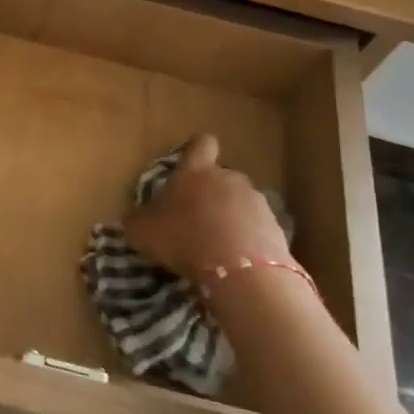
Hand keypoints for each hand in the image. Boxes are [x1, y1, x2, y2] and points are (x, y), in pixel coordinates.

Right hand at [122, 134, 290, 279]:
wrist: (240, 269)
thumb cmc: (184, 238)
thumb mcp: (143, 231)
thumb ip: (138, 219)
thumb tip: (137, 218)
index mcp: (196, 171)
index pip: (201, 143)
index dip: (196, 152)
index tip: (188, 168)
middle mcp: (228, 177)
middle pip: (220, 177)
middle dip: (211, 195)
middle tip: (195, 221)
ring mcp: (256, 201)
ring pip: (240, 203)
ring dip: (230, 218)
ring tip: (217, 248)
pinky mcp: (276, 227)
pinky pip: (257, 228)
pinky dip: (247, 240)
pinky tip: (236, 262)